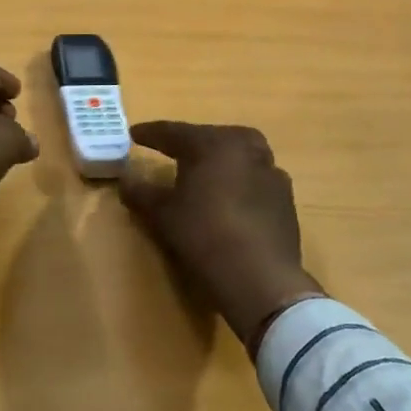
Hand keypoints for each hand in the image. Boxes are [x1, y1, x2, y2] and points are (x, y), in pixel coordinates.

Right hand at [118, 122, 322, 353]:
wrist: (261, 278)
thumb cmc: (204, 235)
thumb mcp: (163, 215)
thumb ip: (141, 192)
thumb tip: (124, 180)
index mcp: (212, 142)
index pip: (173, 132)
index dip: (151, 134)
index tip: (133, 134)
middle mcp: (245, 146)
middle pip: (209, 139)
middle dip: (188, 144)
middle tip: (168, 151)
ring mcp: (270, 170)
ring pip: (235, 156)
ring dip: (216, 162)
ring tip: (200, 174)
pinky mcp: (285, 196)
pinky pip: (253, 178)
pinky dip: (236, 182)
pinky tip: (227, 199)